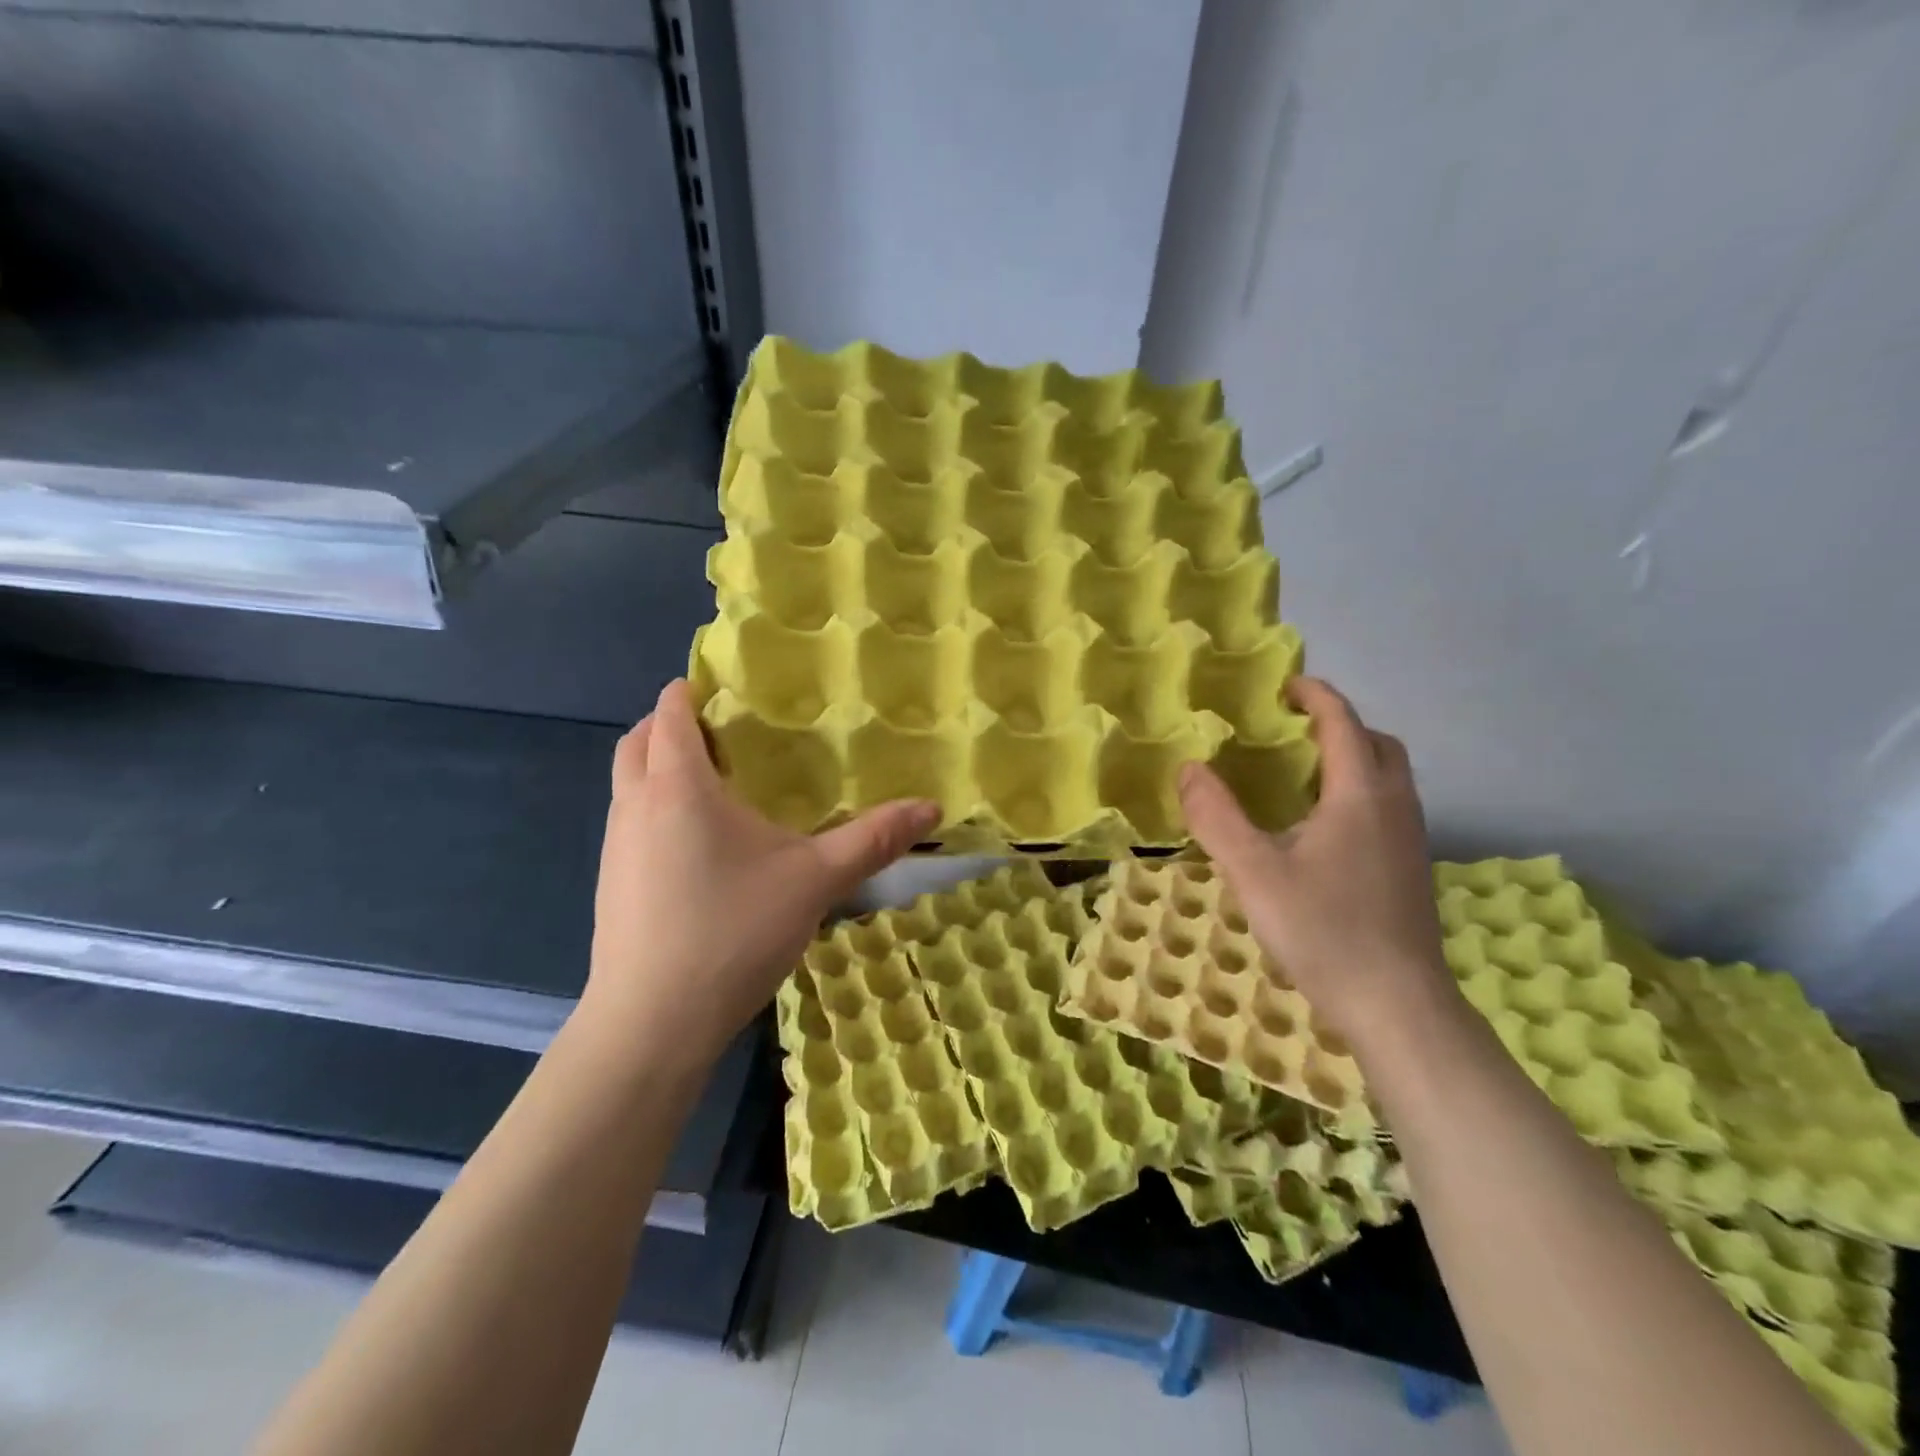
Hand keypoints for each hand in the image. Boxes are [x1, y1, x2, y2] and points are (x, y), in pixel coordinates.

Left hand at [582, 679, 938, 1068]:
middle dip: (668, 725)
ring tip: (712, 786)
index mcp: (679, 786)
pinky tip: (696, 848)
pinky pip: (628, 822)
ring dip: (657, 769)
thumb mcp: (815, 880)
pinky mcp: (609, 884)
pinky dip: (653, 809)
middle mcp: (636, 805)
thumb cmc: (733, 931)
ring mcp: (614, 847)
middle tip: (720, 733)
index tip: (722, 686)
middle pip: (637, 741)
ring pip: (627, 784)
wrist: (652, 1022)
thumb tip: (932, 807)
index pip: (669, 713)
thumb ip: (873, 840)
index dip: (689, 691)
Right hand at [1178, 677, 1454, 1048]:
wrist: (1397, 1005)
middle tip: (1292, 733)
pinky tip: (1320, 830)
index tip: (1284, 686)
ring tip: (1299, 777)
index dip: (1316, 696)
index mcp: (1360, 795)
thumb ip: (1217, 817)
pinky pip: (1385, 808)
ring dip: (1350, 760)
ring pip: (1387, 778)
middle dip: (1339, 725)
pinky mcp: (1410, 869)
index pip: (1343, 723)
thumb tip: (1188, 768)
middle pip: (1377, 744)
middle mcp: (1394, 806)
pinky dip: (1356, 794)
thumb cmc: (1324, 930)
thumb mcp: (1254, 872)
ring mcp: (1409, 840)